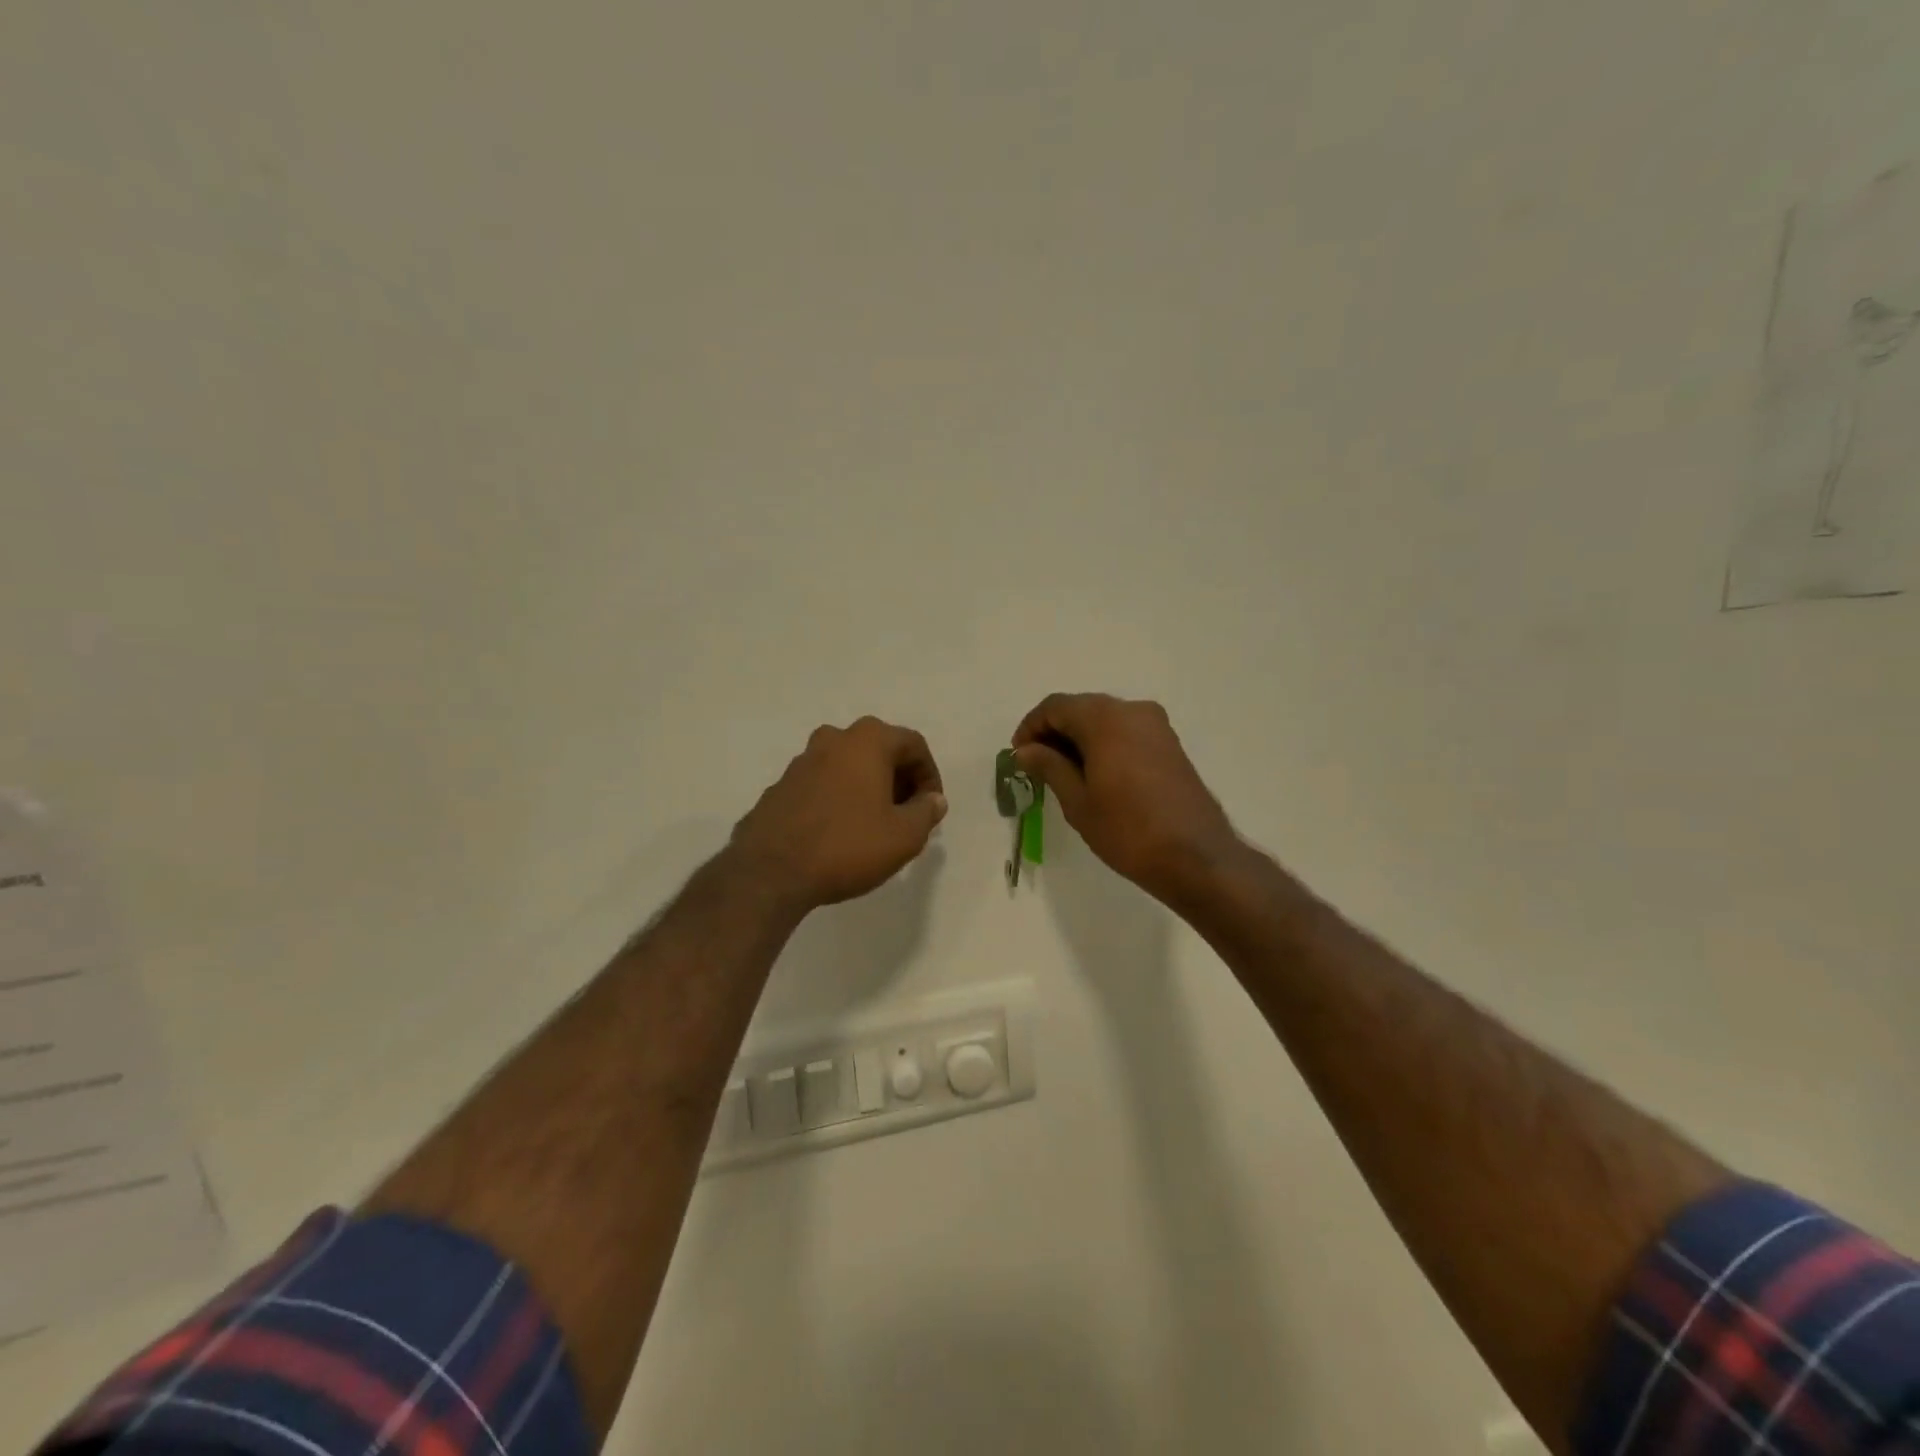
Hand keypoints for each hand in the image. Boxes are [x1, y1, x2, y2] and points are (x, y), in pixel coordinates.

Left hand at [731, 717, 947, 909]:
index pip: (913, 745)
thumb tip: (933, 799)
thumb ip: (926, 812)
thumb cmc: (847, 846)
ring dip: (868, 787)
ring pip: (848, 765)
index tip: (931, 808)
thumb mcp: (903, 836)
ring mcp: (801, 761)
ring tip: (875, 824)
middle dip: (899, 779)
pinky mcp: (780, 786)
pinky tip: (840, 832)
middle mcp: (833, 739)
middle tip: (907, 814)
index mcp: (867, 741)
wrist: (770, 872)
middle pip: (879, 750)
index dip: (929, 775)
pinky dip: (839, 798)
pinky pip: (822, 784)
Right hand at [1012, 693, 1240, 902]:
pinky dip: (1103, 744)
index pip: (1055, 706)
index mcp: (1105, 719)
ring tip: (1062, 773)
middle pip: (1081, 708)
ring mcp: (1156, 725)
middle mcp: (1132, 710)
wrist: (1196, 857)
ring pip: (1104, 719)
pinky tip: (1094, 774)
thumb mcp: (1078, 801)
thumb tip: (1025, 750)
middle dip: (1054, 731)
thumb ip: (1049, 766)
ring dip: (1079, 738)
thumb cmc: (1127, 830)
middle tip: (1036, 766)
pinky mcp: (1169, 743)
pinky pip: (1125, 731)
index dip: (1031, 727)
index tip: (1018, 756)